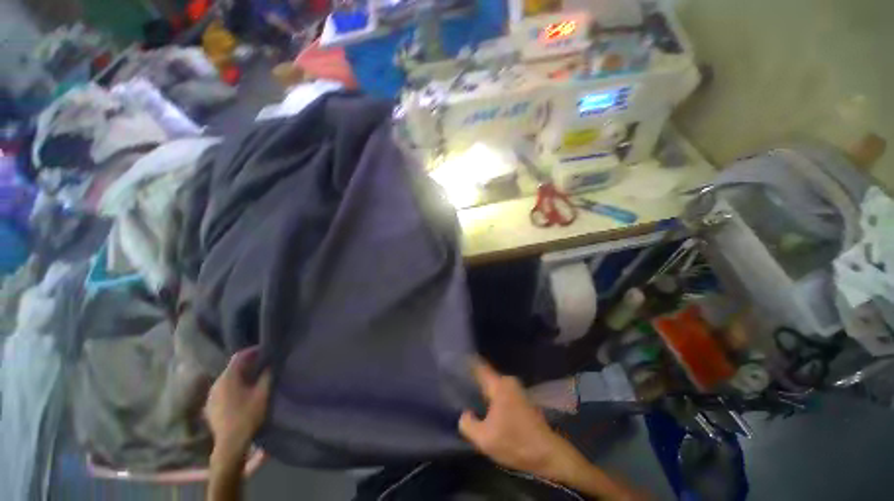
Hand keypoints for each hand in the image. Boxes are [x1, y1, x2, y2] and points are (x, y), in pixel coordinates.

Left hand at [205, 347, 271, 461]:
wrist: (230, 444)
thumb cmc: (248, 415)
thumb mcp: (263, 393)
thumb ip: (267, 375)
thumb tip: (271, 363)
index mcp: (227, 378)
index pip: (239, 356)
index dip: (252, 351)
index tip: (265, 350)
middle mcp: (216, 384)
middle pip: (232, 367)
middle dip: (248, 363)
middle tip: (263, 363)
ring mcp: (211, 396)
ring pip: (227, 379)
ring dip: (241, 375)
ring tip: (254, 378)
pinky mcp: (210, 406)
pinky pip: (223, 389)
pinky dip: (234, 386)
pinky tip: (243, 393)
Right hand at [459, 361, 643, 499]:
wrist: (549, 454)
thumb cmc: (516, 443)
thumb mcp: (485, 439)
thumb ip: (467, 423)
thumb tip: (465, 413)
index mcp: (499, 385)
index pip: (479, 366)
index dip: (466, 361)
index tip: (454, 357)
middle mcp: (508, 382)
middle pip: (485, 375)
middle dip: (472, 378)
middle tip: (456, 382)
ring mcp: (516, 389)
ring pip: (492, 385)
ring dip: (481, 389)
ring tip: (467, 394)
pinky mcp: (521, 399)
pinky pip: (500, 391)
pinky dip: (491, 396)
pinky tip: (484, 406)